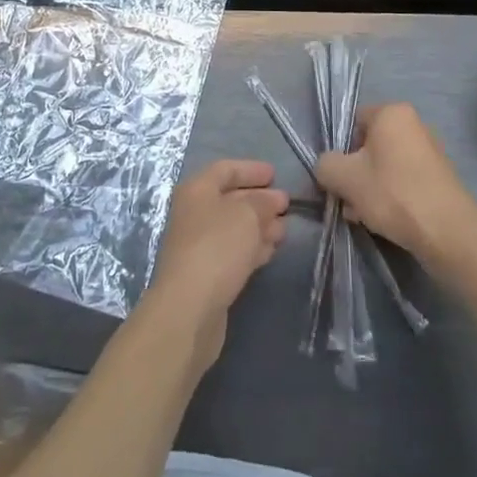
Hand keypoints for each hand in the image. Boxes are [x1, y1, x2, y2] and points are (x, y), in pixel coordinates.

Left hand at [145, 159, 287, 368]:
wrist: (189, 307)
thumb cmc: (217, 247)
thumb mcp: (247, 214)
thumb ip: (263, 202)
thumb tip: (273, 199)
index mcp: (197, 190)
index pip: (225, 169)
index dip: (251, 169)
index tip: (275, 175)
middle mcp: (195, 213)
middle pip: (230, 199)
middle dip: (259, 200)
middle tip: (287, 204)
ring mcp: (199, 245)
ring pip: (234, 228)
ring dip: (260, 226)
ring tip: (285, 229)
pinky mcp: (207, 273)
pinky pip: (233, 251)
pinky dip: (253, 247)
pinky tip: (271, 250)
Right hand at [314, 103, 476, 266]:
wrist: (448, 233)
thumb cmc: (392, 193)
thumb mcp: (343, 177)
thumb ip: (325, 164)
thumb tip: (328, 167)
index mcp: (392, 113)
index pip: (353, 122)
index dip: (340, 148)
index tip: (338, 175)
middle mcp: (414, 124)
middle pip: (369, 146)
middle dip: (355, 173)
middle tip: (347, 200)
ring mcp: (430, 151)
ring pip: (385, 166)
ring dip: (369, 188)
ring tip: (362, 216)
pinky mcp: (439, 178)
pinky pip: (404, 180)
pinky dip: (391, 196)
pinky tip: (384, 221)